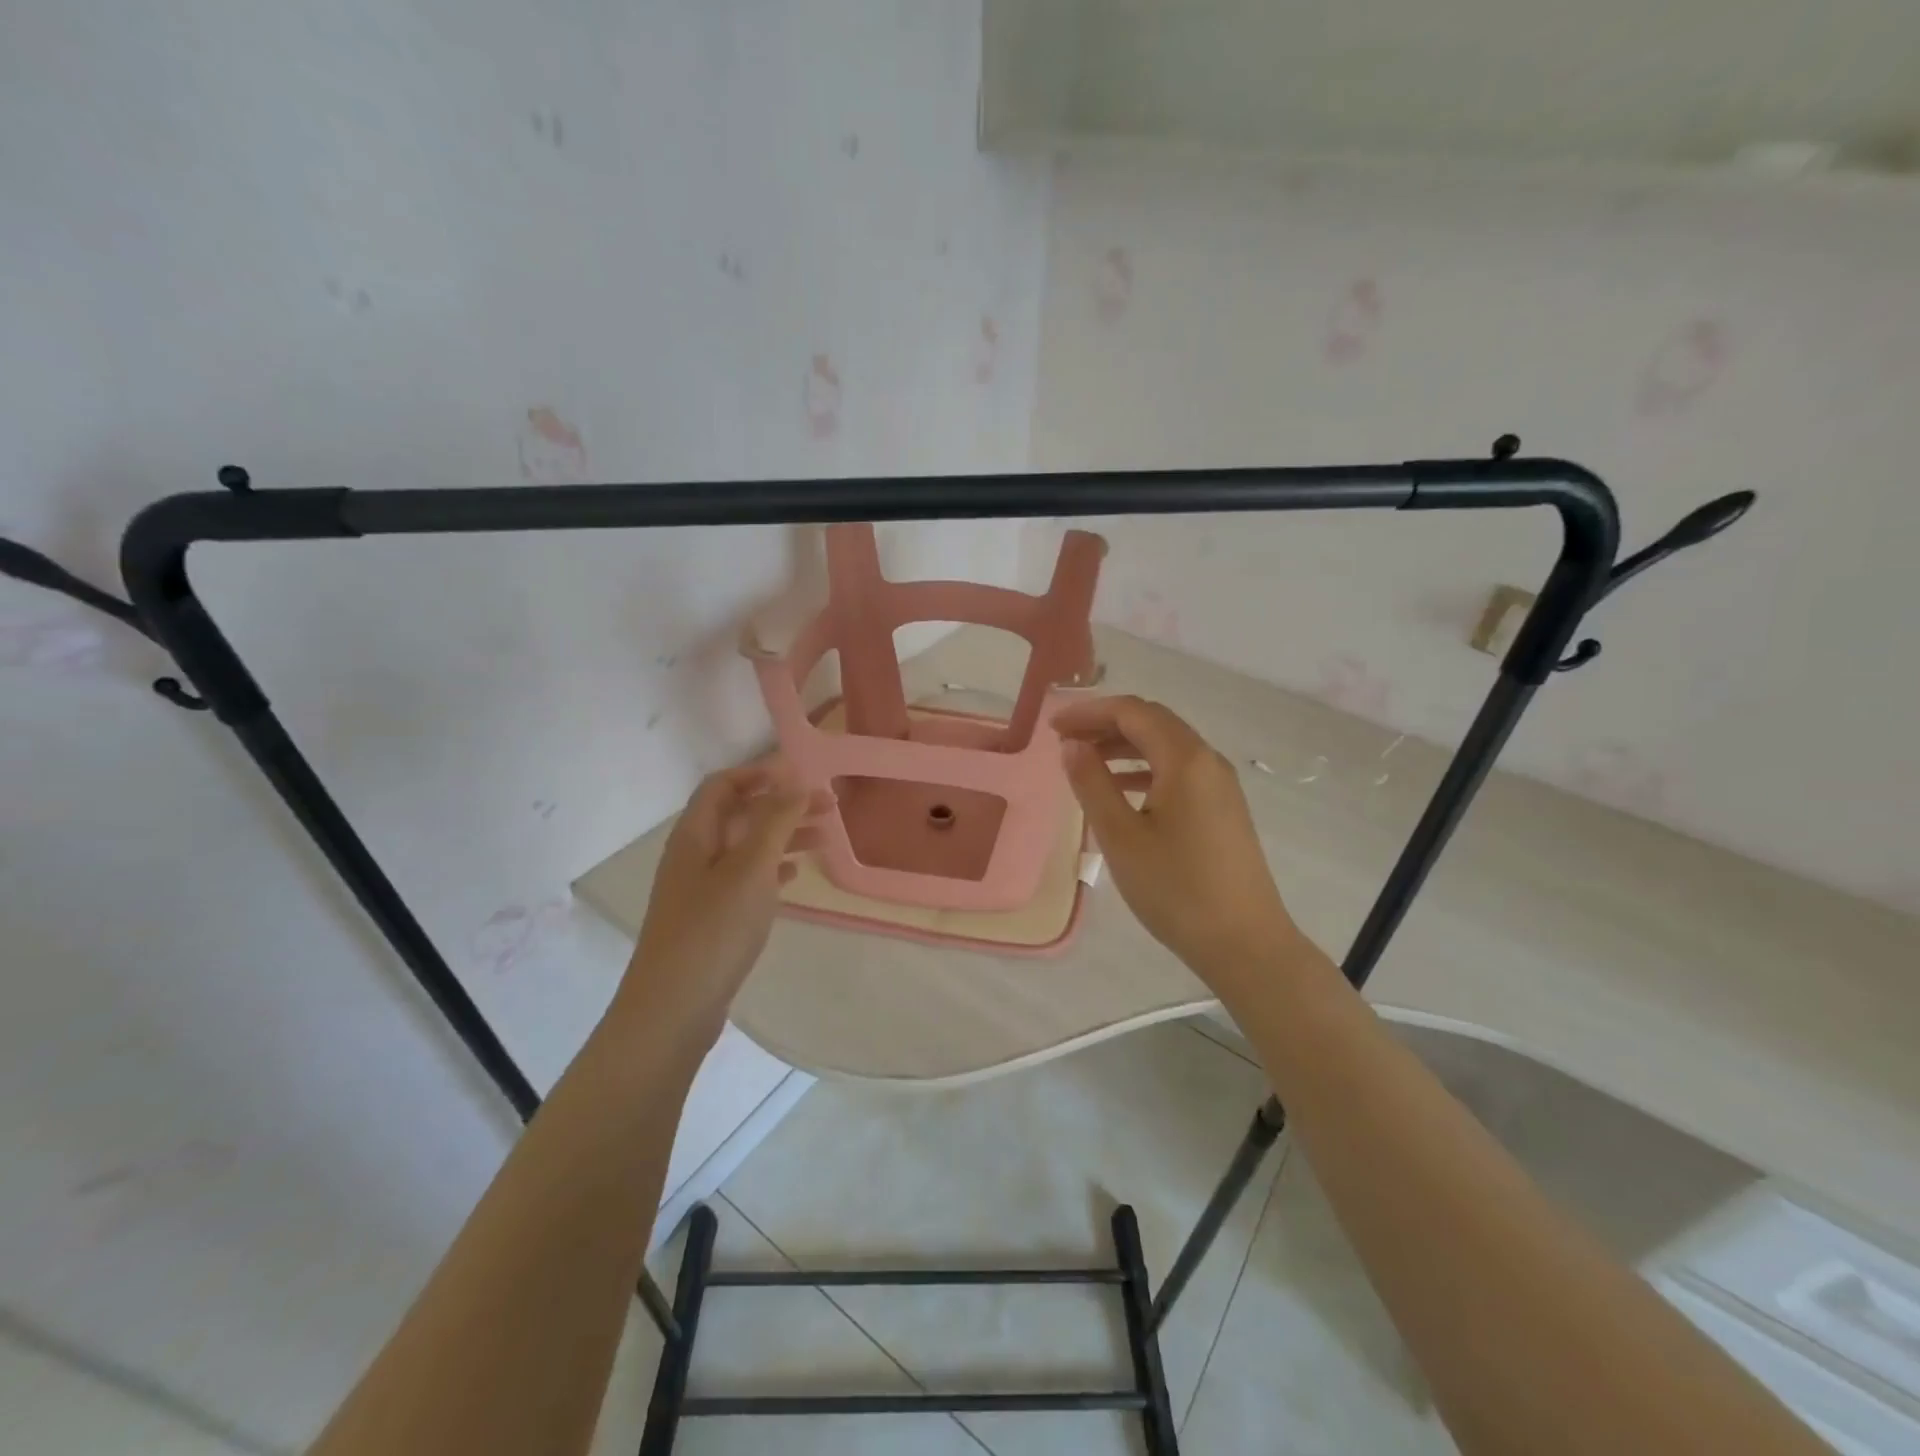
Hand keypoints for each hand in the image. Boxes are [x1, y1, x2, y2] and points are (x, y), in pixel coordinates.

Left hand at [616, 764, 823, 1048]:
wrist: (673, 1008)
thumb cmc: (714, 929)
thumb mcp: (751, 868)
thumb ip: (775, 820)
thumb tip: (795, 780)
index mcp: (695, 835)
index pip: (723, 785)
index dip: (761, 773)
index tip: (802, 775)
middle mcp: (693, 855)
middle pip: (739, 814)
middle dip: (783, 805)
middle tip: (829, 806)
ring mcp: (699, 889)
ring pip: (746, 847)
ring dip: (783, 836)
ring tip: (824, 839)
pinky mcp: (710, 919)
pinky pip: (745, 879)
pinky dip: (772, 870)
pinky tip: (794, 875)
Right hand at [1054, 695, 1304, 992]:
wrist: (1244, 942)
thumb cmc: (1175, 889)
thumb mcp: (1120, 837)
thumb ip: (1092, 783)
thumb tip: (1073, 746)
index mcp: (1185, 759)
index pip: (1132, 712)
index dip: (1089, 712)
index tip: (1053, 727)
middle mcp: (1208, 761)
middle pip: (1153, 723)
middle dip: (1106, 724)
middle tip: (1065, 741)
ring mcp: (1221, 785)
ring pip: (1167, 747)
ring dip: (1124, 746)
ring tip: (1085, 762)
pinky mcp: (1224, 809)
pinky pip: (1179, 771)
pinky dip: (1145, 769)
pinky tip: (1122, 790)